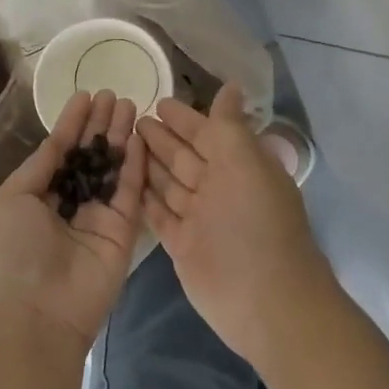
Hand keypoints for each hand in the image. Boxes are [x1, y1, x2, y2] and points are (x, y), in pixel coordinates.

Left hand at [0, 89, 146, 350]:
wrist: (39, 311)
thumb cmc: (15, 251)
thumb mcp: (12, 198)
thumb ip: (39, 167)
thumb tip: (57, 140)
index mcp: (38, 195)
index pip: (60, 151)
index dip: (73, 123)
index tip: (87, 95)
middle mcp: (70, 202)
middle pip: (89, 155)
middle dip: (100, 125)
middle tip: (115, 94)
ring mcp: (98, 216)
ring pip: (112, 168)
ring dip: (120, 137)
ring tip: (129, 104)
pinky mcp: (123, 231)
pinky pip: (130, 191)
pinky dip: (135, 163)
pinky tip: (139, 136)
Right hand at [137, 83, 336, 368]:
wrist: (265, 302)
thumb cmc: (255, 223)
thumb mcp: (245, 163)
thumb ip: (229, 126)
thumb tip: (232, 87)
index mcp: (240, 166)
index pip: (208, 133)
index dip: (185, 118)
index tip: (158, 101)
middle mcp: (220, 189)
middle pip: (185, 157)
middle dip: (162, 138)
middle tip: (132, 119)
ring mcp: (200, 219)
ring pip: (170, 184)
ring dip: (150, 164)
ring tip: (123, 143)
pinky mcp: (183, 246)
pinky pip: (160, 214)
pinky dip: (146, 198)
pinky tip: (126, 182)